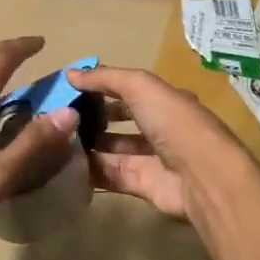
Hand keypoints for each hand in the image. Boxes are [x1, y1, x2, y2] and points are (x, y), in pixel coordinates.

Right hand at [66, 64, 241, 222]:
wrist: (202, 176)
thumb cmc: (174, 123)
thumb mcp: (140, 87)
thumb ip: (105, 78)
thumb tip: (70, 74)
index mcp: (164, 101)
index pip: (128, 90)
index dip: (100, 88)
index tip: (70, 89)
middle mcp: (160, 128)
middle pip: (120, 120)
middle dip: (93, 118)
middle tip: (61, 117)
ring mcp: (152, 158)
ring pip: (114, 149)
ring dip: (89, 144)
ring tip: (58, 139)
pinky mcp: (143, 185)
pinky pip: (112, 174)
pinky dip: (92, 170)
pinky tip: (66, 164)